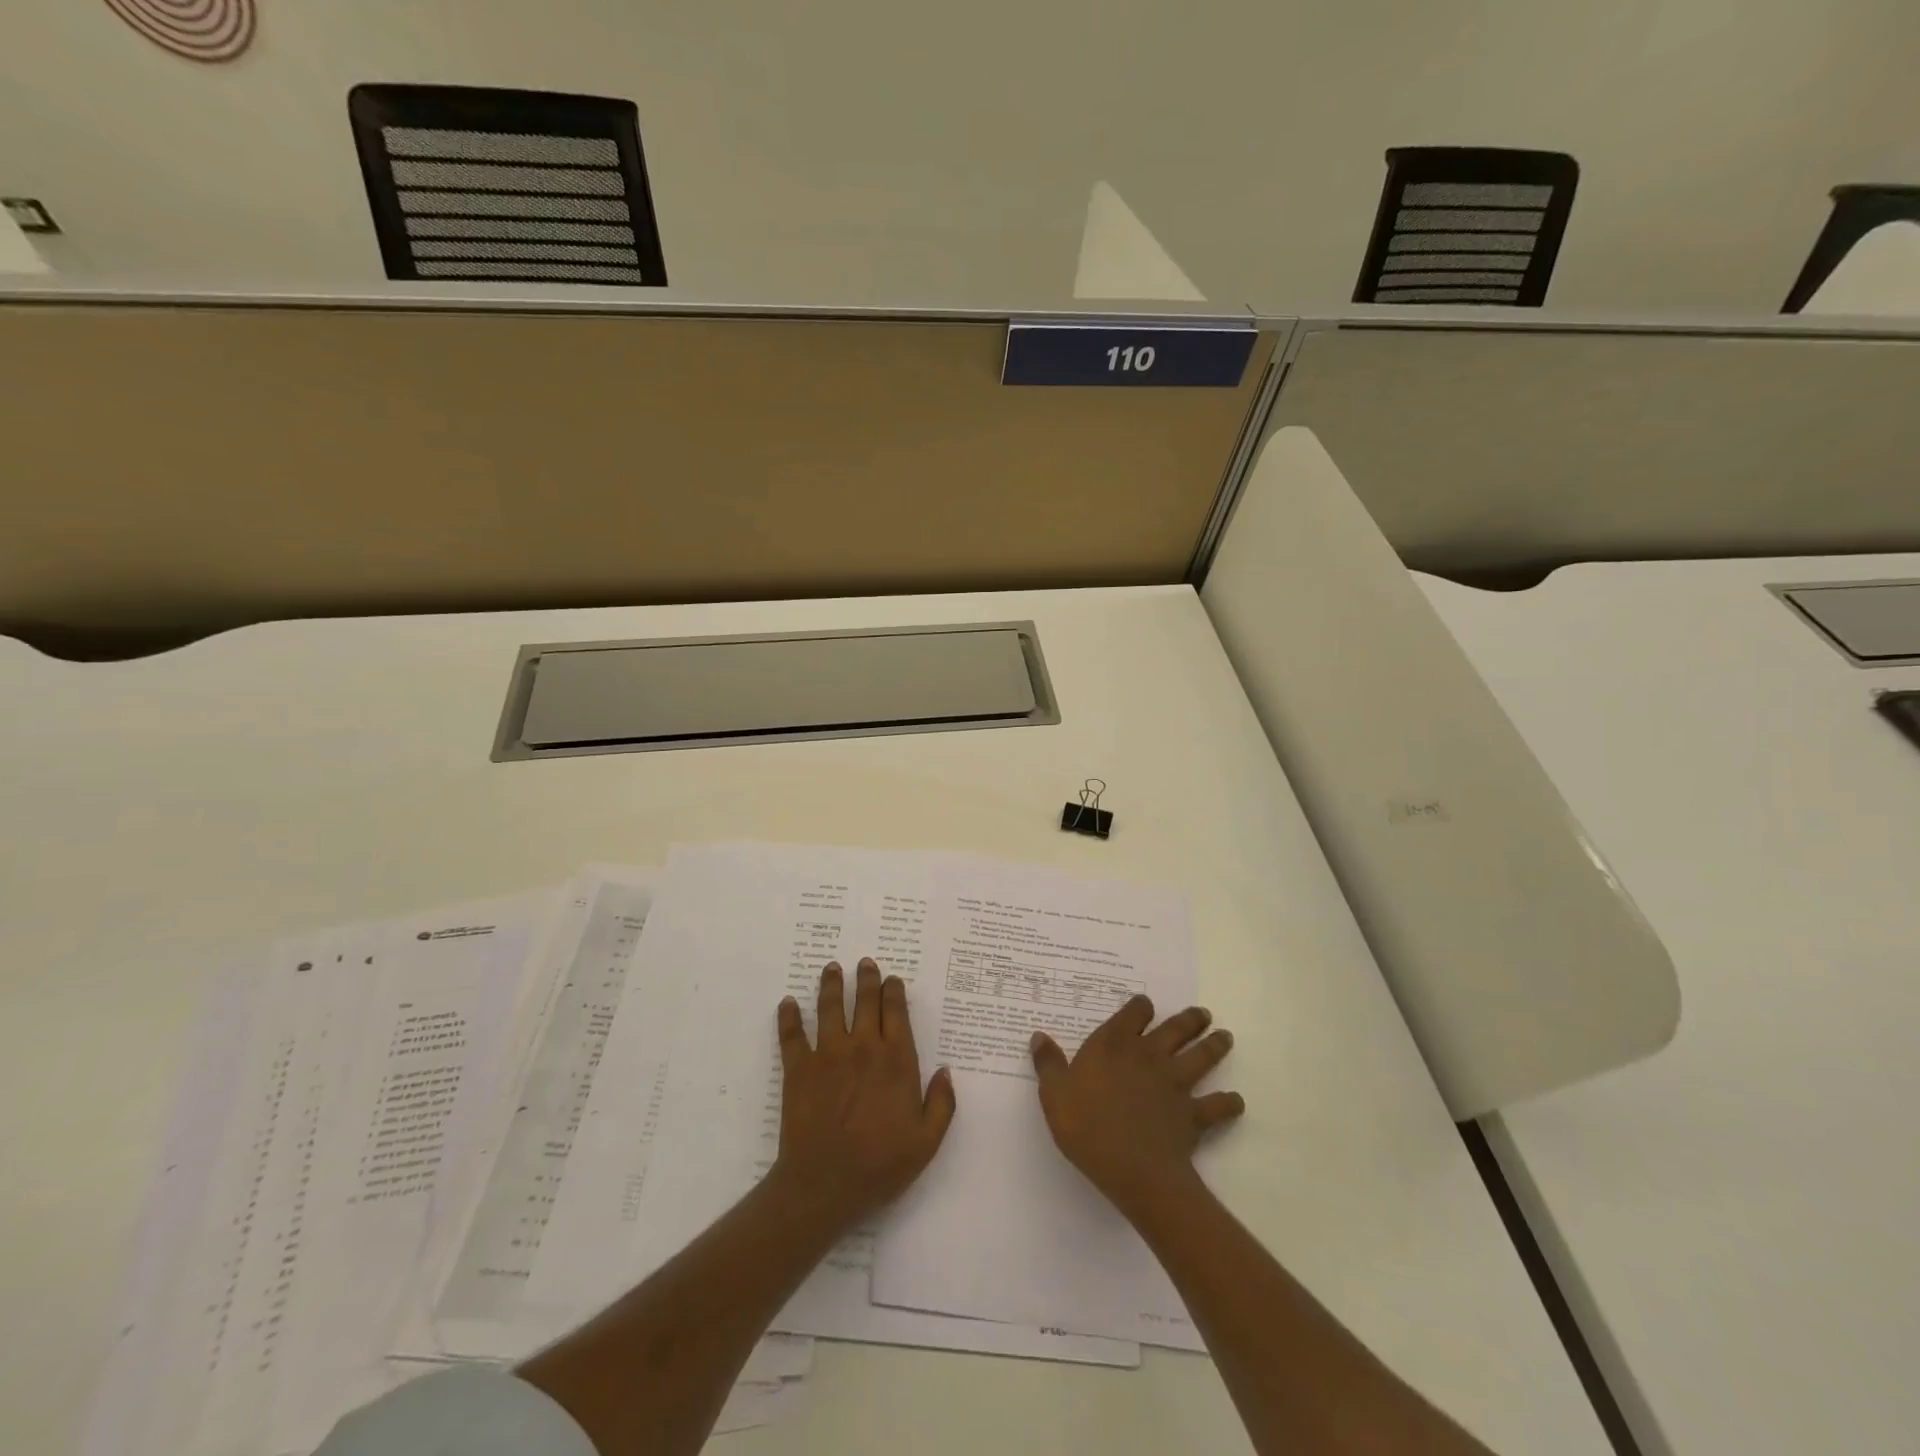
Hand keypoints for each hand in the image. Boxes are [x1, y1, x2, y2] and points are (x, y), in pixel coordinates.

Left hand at [771, 958, 955, 1233]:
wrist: (825, 1184)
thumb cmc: (880, 1164)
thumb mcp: (926, 1142)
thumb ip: (942, 1104)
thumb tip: (946, 1071)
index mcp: (896, 1059)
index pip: (896, 1012)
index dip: (894, 991)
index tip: (892, 979)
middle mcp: (863, 1046)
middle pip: (865, 1001)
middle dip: (867, 978)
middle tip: (865, 963)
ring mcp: (828, 1054)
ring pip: (830, 1007)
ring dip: (831, 984)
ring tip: (831, 968)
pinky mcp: (798, 1068)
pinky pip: (792, 1035)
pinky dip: (788, 1017)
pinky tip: (786, 1003)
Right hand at [1031, 995, 1243, 1214]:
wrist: (1132, 1168)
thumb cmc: (1086, 1126)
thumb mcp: (1054, 1093)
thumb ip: (1048, 1063)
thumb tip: (1039, 1036)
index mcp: (1115, 1045)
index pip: (1134, 1014)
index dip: (1141, 1007)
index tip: (1145, 1005)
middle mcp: (1149, 1056)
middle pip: (1176, 1029)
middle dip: (1190, 1019)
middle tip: (1203, 1013)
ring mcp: (1176, 1084)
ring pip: (1202, 1057)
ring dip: (1215, 1046)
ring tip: (1226, 1037)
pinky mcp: (1193, 1114)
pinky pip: (1218, 1106)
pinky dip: (1229, 1103)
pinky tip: (1236, 1101)